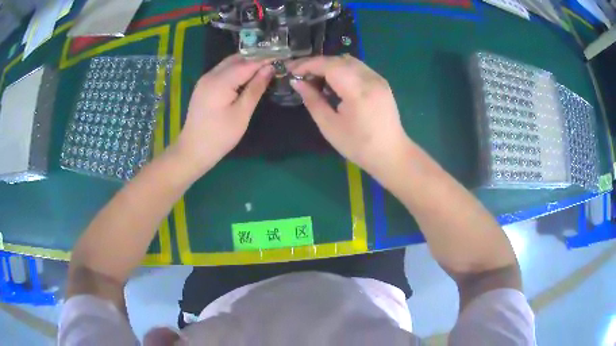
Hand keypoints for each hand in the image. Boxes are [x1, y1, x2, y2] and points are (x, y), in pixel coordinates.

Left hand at [175, 54, 272, 172]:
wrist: (193, 150)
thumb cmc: (219, 136)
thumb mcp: (241, 114)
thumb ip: (255, 88)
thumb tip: (269, 69)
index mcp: (220, 82)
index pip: (247, 63)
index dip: (265, 59)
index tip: (283, 56)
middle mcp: (210, 75)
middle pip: (236, 59)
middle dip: (256, 58)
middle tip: (275, 61)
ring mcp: (205, 80)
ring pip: (229, 63)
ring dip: (246, 63)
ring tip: (265, 67)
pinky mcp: (204, 86)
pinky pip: (222, 71)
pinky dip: (236, 70)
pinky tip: (247, 75)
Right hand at [289, 55, 410, 177]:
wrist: (391, 154)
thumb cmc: (358, 145)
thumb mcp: (329, 126)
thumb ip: (312, 100)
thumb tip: (297, 82)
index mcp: (358, 90)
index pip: (329, 65)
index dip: (307, 64)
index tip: (291, 70)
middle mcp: (370, 78)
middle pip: (339, 60)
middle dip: (317, 64)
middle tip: (300, 75)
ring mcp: (378, 78)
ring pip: (349, 61)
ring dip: (330, 66)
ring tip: (316, 79)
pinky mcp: (381, 82)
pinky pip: (358, 68)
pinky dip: (342, 70)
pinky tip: (335, 84)